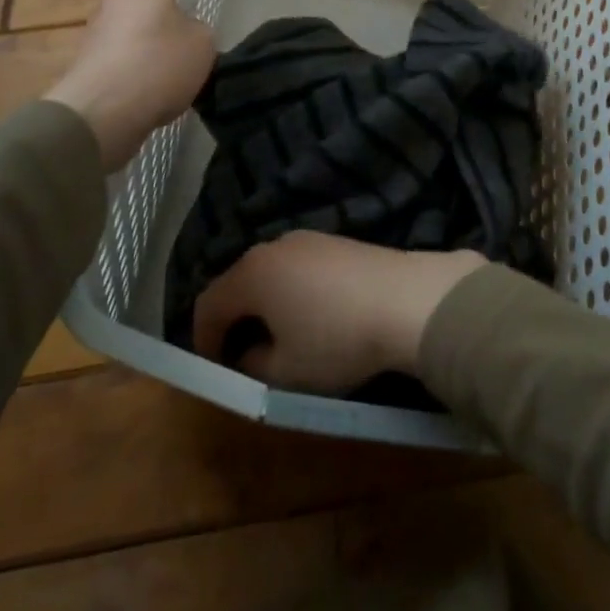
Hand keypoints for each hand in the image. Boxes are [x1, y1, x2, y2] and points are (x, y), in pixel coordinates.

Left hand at [45, 0, 214, 169]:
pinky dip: (145, 54)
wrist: (98, 116)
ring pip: (138, 14)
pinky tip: (163, 78)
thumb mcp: (202, 43)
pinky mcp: (94, 57)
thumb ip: (200, 28)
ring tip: (187, 47)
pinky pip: (128, 45)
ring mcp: (102, 26)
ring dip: (159, 25)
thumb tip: (186, 32)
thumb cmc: (157, 65)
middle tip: (203, 5)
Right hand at [193, 232, 483, 393]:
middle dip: (234, 318)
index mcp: (252, 274)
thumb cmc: (336, 339)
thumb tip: (248, 353)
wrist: (406, 299)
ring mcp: (308, 239)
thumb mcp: (285, 371)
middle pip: (239, 281)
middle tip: (241, 355)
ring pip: (271, 272)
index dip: (203, 339)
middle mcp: (274, 246)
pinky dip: (293, 290)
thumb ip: (252, 365)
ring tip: (279, 337)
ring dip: (265, 303)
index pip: (208, 303)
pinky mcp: (337, 241)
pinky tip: (314, 315)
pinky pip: (299, 266)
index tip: (213, 367)